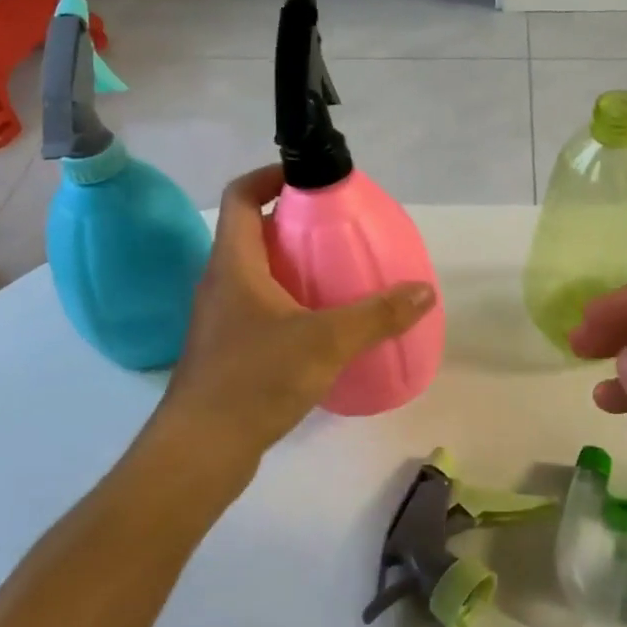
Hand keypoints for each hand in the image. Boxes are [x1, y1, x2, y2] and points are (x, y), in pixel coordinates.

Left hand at [149, 165, 435, 492]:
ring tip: (338, 274)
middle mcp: (221, 283)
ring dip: (292, 265)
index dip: (270, 177)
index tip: (309, 179)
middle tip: (338, 229)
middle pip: (252, 233)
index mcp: (234, 264)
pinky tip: (322, 326)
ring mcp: (221, 319)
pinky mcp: (227, 350)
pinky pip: (260, 308)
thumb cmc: (255, 379)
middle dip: (293, 223)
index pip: (242, 196)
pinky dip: (289, 302)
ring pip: (257, 274)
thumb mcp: (326, 341)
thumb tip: (425, 291)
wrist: (201, 450)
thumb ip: (377, 315)